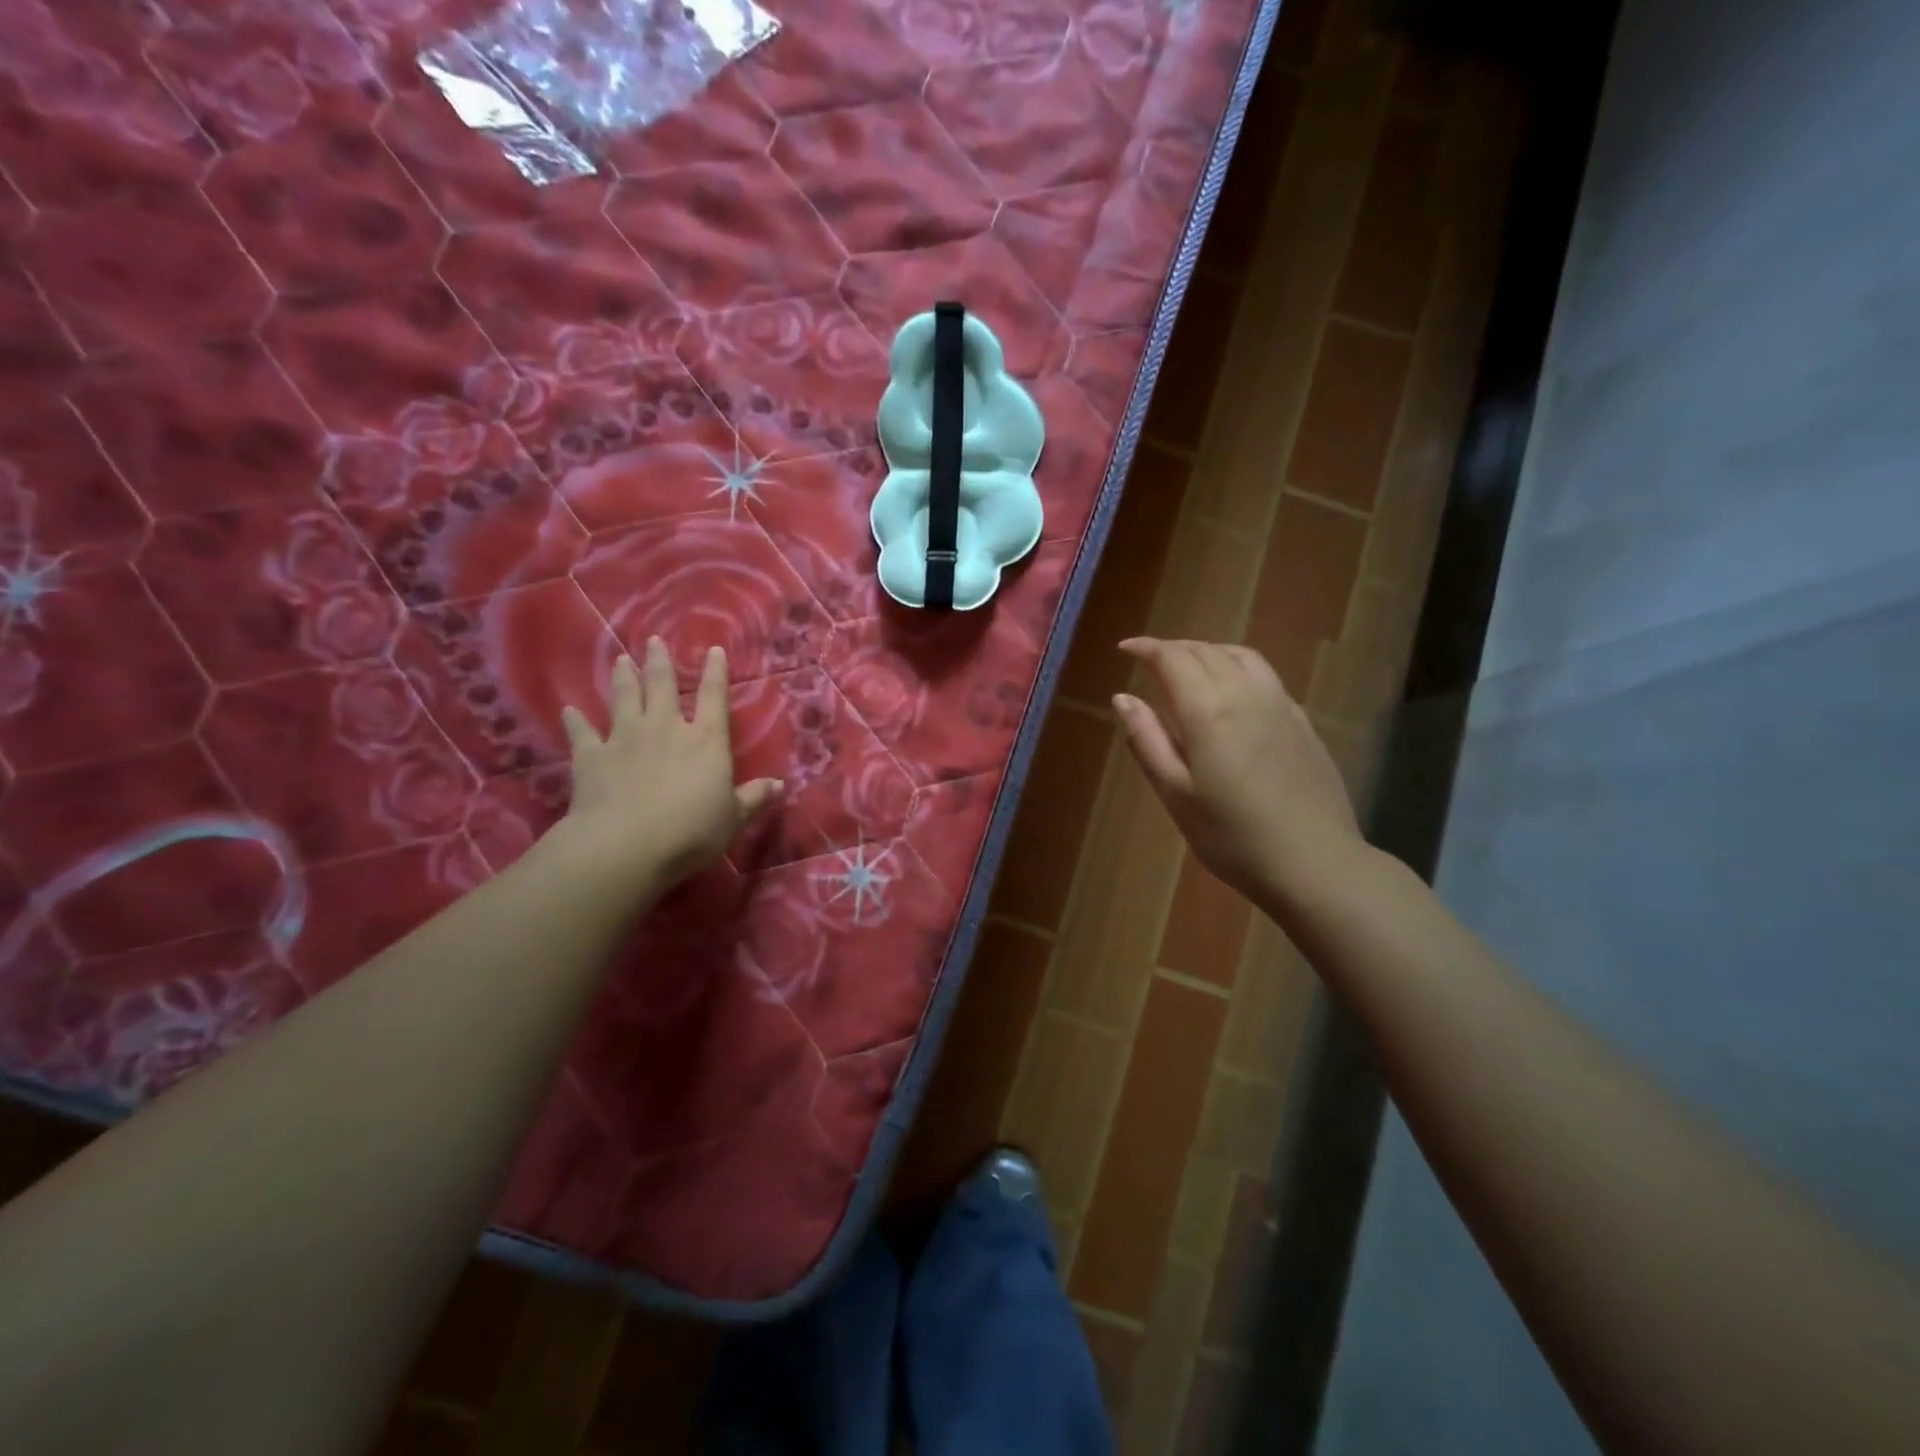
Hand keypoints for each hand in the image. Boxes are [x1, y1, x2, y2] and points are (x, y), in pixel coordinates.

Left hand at [558, 637, 779, 888]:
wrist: (627, 845)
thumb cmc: (692, 831)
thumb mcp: (733, 818)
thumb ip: (754, 798)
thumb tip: (779, 785)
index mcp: (706, 740)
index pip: (714, 697)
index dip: (716, 673)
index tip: (715, 650)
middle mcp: (665, 728)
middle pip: (663, 686)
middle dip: (661, 662)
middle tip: (654, 641)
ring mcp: (625, 739)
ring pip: (624, 698)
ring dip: (624, 678)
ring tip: (623, 660)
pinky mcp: (592, 757)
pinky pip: (582, 733)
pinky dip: (574, 721)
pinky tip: (568, 711)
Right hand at [1115, 637, 1362, 906]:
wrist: (1314, 863)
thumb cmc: (1232, 836)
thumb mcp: (1175, 794)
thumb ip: (1147, 740)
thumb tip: (1122, 698)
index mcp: (1209, 711)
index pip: (1173, 659)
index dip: (1147, 648)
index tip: (1125, 649)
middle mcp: (1246, 695)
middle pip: (1207, 651)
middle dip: (1174, 648)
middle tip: (1150, 660)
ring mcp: (1280, 706)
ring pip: (1242, 656)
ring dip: (1209, 650)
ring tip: (1189, 664)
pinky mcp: (1302, 722)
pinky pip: (1266, 675)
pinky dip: (1238, 666)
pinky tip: (1232, 690)